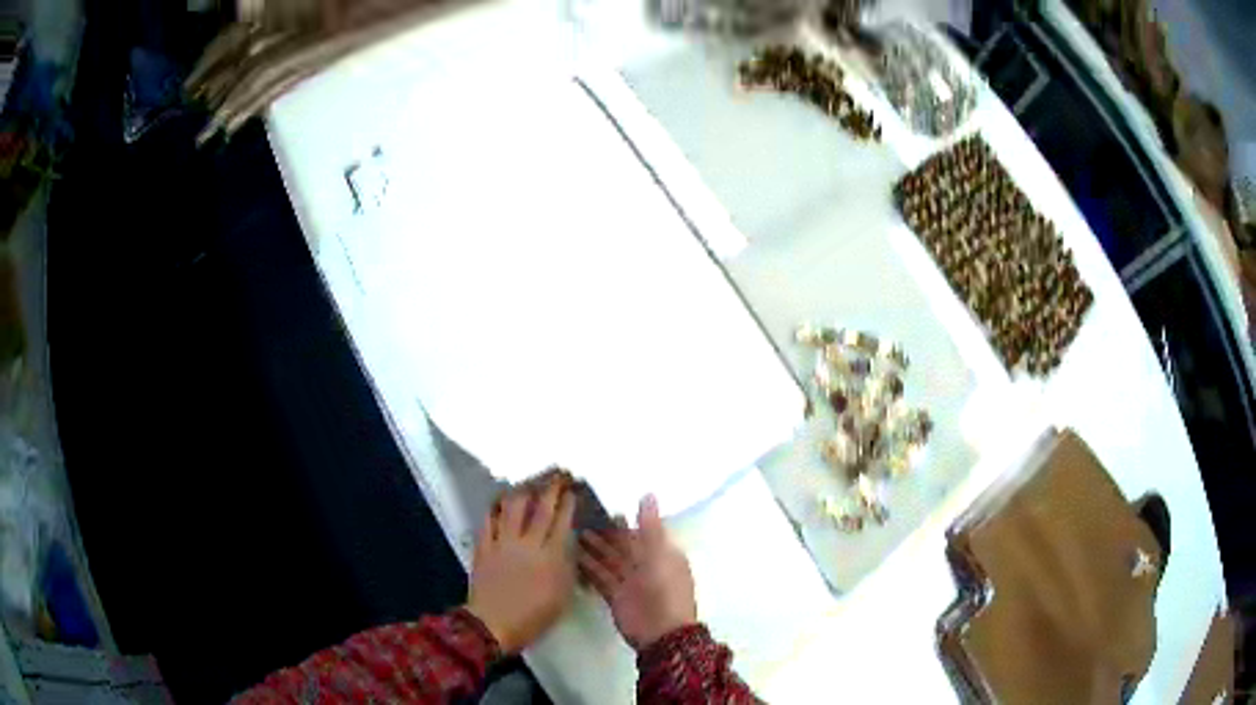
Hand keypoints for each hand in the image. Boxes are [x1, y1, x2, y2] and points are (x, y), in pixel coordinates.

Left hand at [467, 476, 576, 653]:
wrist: (494, 624)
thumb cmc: (534, 616)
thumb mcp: (562, 596)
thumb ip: (567, 567)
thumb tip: (569, 545)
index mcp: (551, 556)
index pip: (562, 521)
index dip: (567, 502)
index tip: (572, 490)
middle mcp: (528, 543)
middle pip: (540, 508)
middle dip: (550, 488)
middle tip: (555, 476)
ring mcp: (503, 543)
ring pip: (512, 508)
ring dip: (521, 492)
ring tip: (527, 484)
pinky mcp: (484, 547)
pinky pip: (489, 521)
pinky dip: (495, 509)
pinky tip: (499, 502)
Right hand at [578, 494, 697, 650]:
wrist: (660, 632)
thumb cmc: (664, 589)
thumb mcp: (659, 553)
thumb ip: (650, 526)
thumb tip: (647, 493)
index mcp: (662, 553)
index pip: (641, 532)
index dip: (623, 521)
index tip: (602, 506)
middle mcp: (646, 566)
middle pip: (623, 546)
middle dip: (605, 533)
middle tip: (581, 516)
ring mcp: (630, 582)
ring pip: (609, 560)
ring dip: (594, 548)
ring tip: (573, 531)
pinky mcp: (615, 596)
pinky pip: (600, 577)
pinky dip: (589, 568)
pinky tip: (573, 555)